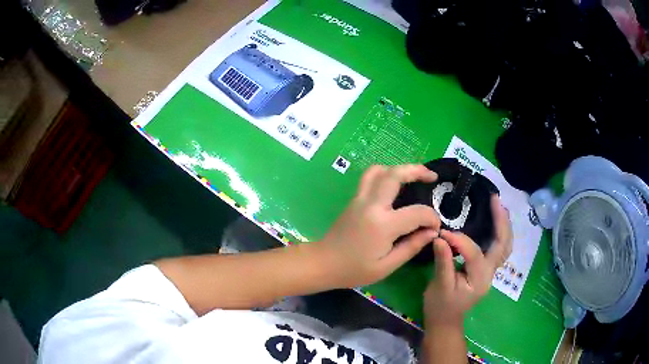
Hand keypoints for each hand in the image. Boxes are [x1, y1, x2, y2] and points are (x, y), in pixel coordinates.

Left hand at [318, 164, 441, 287]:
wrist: (323, 263)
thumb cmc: (354, 270)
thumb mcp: (386, 266)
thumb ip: (411, 246)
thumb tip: (431, 232)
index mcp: (383, 225)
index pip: (417, 212)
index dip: (431, 218)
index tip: (435, 227)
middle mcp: (371, 205)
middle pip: (396, 175)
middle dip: (417, 171)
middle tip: (433, 176)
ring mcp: (360, 198)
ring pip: (380, 170)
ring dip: (400, 168)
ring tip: (414, 176)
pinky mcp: (354, 199)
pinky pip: (370, 177)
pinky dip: (386, 174)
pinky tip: (396, 184)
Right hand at [423, 195, 512, 327]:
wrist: (445, 321)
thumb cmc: (440, 306)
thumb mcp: (439, 286)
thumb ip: (443, 261)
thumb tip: (440, 237)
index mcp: (479, 279)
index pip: (474, 253)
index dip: (459, 240)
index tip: (442, 232)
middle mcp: (490, 273)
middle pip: (503, 245)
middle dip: (501, 221)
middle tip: (495, 199)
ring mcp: (490, 272)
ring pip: (504, 246)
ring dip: (504, 225)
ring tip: (500, 206)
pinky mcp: (486, 270)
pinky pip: (498, 249)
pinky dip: (500, 233)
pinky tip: (495, 222)